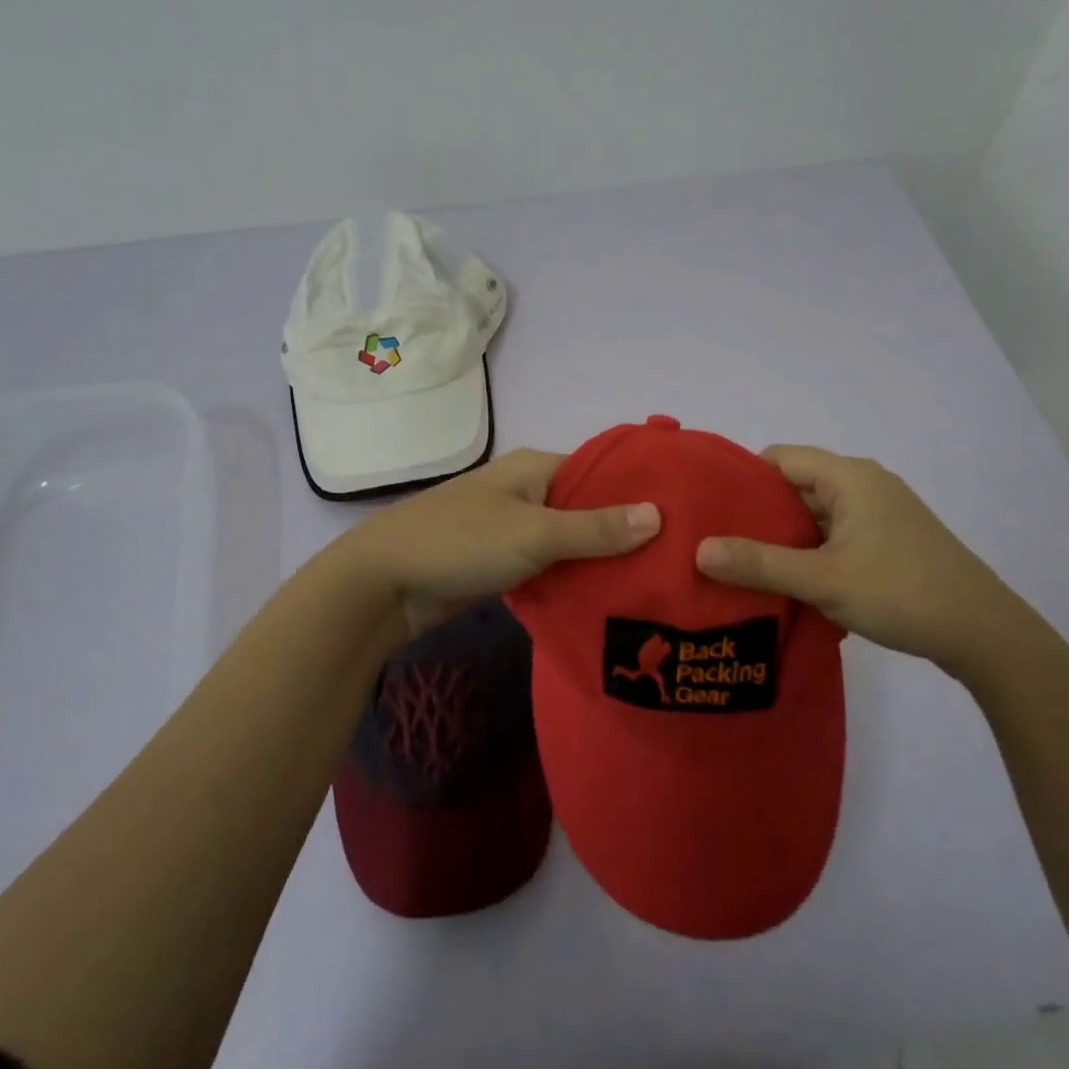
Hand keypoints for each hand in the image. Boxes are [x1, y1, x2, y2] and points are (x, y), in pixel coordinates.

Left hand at [340, 448, 660, 641]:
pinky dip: (572, 578)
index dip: (641, 492)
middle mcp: (528, 491)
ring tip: (653, 584)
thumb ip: (595, 528)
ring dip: (600, 560)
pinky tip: (607, 600)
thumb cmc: (461, 542)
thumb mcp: (534, 534)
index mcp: (537, 468)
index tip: (684, 519)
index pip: (603, 472)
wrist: (384, 582)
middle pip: (589, 508)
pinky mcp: (502, 562)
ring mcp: (513, 527)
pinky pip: (549, 565)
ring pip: (570, 540)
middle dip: (626, 533)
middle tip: (677, 562)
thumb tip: (660, 514)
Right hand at [694, 445, 1038, 679]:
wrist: (985, 634)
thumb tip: (699, 550)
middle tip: (718, 540)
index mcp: (849, 477)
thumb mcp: (822, 579)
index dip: (742, 478)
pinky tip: (789, 580)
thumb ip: (759, 563)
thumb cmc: (901, 592)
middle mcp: (865, 484)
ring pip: (816, 514)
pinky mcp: (890, 540)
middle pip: (796, 485)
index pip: (780, 458)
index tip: (709, 508)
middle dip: (758, 512)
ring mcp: (881, 513)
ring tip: (743, 563)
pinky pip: (836, 534)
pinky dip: (810, 550)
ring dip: (784, 536)